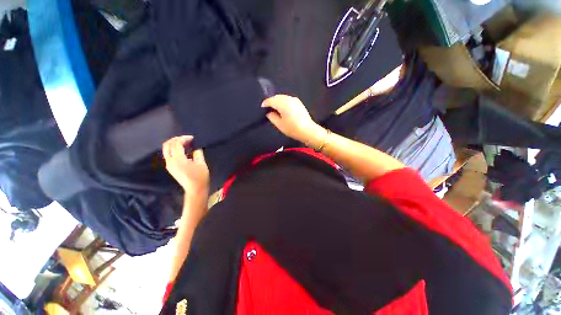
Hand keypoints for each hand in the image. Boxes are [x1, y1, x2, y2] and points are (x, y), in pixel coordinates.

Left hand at [163, 136, 209, 195]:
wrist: (195, 189)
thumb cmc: (200, 177)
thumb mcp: (201, 163)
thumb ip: (198, 153)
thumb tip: (196, 147)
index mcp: (178, 160)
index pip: (176, 144)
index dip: (184, 138)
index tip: (192, 138)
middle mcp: (170, 161)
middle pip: (167, 145)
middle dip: (176, 139)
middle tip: (186, 139)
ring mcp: (169, 165)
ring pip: (166, 149)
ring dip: (174, 144)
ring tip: (185, 143)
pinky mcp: (170, 168)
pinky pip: (168, 154)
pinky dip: (174, 149)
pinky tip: (183, 150)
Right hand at [262, 95, 325, 146]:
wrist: (307, 130)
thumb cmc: (292, 129)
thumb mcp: (280, 125)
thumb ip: (272, 117)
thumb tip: (269, 112)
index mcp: (283, 104)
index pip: (271, 100)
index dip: (265, 103)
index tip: (262, 107)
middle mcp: (289, 99)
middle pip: (277, 97)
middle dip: (271, 101)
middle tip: (268, 108)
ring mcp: (295, 100)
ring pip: (283, 97)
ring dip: (277, 101)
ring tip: (275, 108)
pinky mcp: (299, 102)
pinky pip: (288, 99)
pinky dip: (283, 102)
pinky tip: (283, 108)